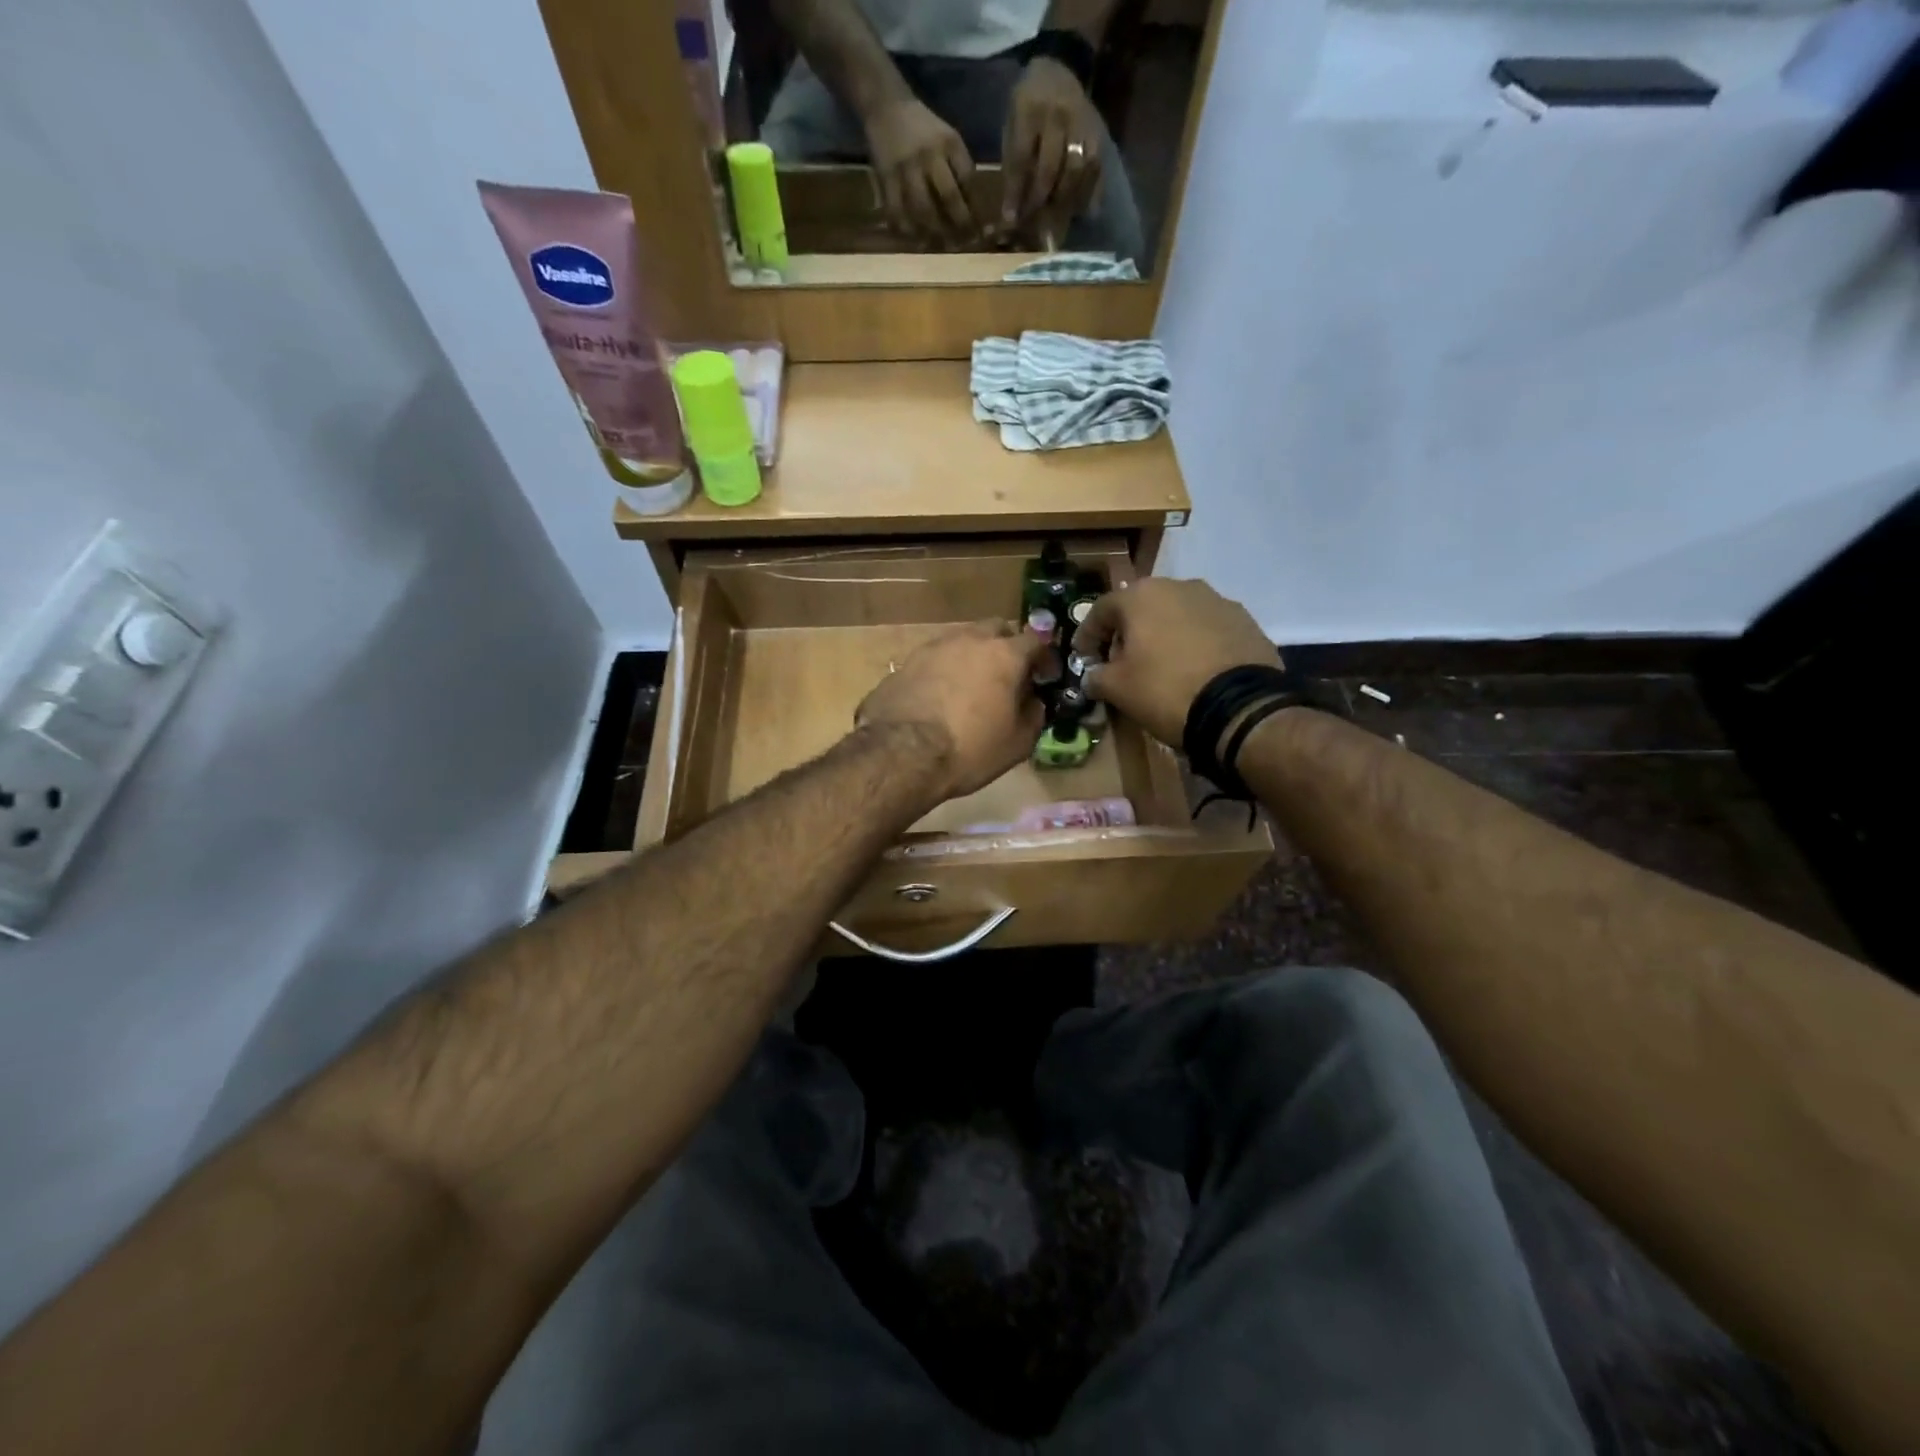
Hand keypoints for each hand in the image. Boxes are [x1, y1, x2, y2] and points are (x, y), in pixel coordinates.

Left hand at [856, 621, 1047, 801]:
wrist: (901, 755)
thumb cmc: (970, 749)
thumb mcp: (1018, 743)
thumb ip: (1033, 715)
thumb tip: (1032, 702)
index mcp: (1004, 655)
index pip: (1036, 640)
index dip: (1044, 657)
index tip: (1044, 676)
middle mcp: (969, 640)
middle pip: (995, 629)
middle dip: (1006, 646)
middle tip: (1007, 674)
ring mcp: (933, 647)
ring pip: (962, 641)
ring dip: (972, 657)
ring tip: (971, 686)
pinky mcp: (905, 663)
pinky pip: (934, 660)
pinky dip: (944, 671)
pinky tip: (939, 697)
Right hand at [864, 97, 978, 243]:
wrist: (886, 106)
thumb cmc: (923, 129)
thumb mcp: (948, 139)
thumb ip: (960, 169)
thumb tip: (973, 209)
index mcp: (949, 143)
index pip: (968, 180)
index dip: (974, 207)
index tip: (979, 229)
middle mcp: (929, 155)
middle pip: (948, 198)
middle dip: (958, 225)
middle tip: (961, 245)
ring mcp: (907, 168)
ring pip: (923, 210)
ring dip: (933, 233)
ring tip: (939, 246)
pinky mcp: (886, 178)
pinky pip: (897, 211)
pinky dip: (906, 229)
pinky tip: (914, 240)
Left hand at [1001, 58, 1102, 234]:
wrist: (1060, 68)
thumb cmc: (1029, 103)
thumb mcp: (1012, 122)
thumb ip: (1013, 161)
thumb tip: (1012, 208)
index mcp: (1029, 110)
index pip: (1021, 159)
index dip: (1016, 192)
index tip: (1011, 219)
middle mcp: (1058, 115)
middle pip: (1050, 169)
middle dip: (1039, 200)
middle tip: (1033, 223)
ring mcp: (1081, 123)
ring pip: (1076, 171)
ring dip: (1065, 201)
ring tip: (1057, 220)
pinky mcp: (1098, 133)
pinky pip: (1095, 168)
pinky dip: (1089, 193)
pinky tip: (1081, 211)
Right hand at [1073, 579, 1280, 746]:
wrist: (1240, 708)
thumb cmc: (1165, 690)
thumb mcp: (1117, 689)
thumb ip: (1096, 677)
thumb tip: (1092, 677)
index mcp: (1141, 595)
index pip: (1101, 611)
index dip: (1087, 636)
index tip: (1084, 658)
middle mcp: (1179, 586)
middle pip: (1140, 608)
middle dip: (1127, 633)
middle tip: (1121, 663)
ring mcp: (1216, 600)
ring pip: (1176, 615)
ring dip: (1162, 636)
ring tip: (1160, 666)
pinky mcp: (1244, 620)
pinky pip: (1206, 629)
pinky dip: (1193, 644)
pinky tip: (1193, 670)